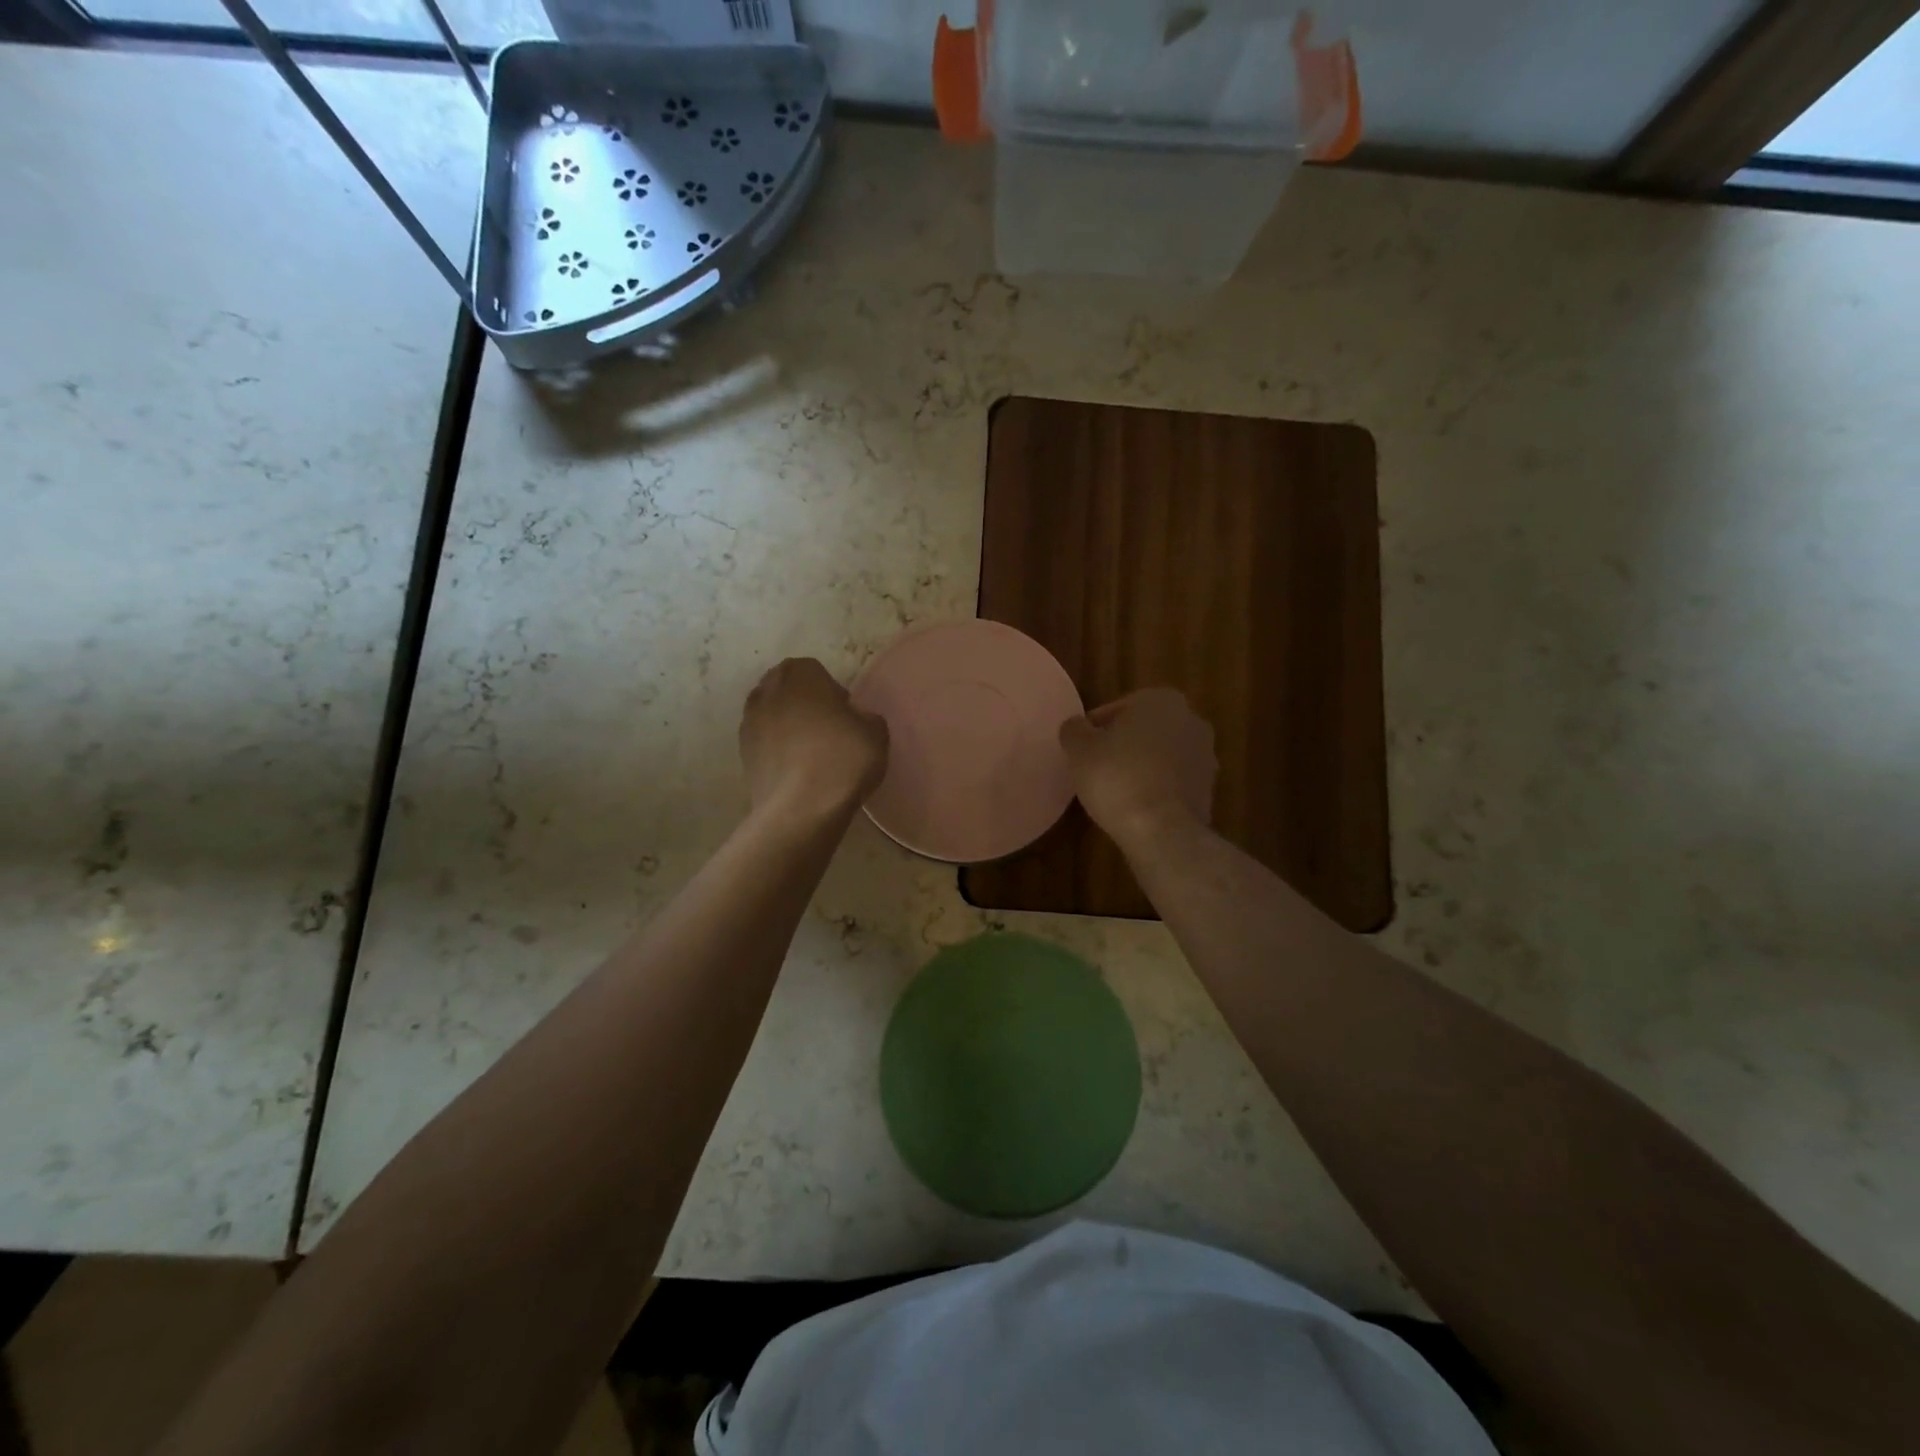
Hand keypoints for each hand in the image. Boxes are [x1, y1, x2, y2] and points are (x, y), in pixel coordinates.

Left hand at [740, 658, 888, 825]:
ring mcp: (749, 722)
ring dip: (788, 726)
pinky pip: (765, 742)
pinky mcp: (742, 754)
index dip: (832, 691)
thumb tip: (854, 719)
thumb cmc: (842, 758)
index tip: (845, 715)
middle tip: (828, 730)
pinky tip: (797, 770)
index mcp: (800, 674)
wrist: (802, 808)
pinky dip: (777, 750)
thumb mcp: (876, 732)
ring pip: (773, 715)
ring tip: (811, 752)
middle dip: (805, 703)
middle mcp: (768, 690)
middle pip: (788, 689)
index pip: (815, 670)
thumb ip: (865, 716)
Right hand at [1060, 688, 1215, 847]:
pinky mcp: (1209, 789)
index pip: (1119, 708)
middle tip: (1096, 766)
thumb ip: (1074, 730)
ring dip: (1141, 766)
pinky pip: (1173, 781)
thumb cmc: (1117, 778)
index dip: (1096, 728)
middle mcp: (1191, 720)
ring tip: (1114, 790)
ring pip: (1161, 755)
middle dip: (1123, 745)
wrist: (1162, 830)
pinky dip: (1156, 788)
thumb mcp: (1079, 749)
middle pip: (1144, 730)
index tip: (1082, 748)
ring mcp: (1205, 756)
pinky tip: (1135, 806)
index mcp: (1162, 699)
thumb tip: (1077, 727)